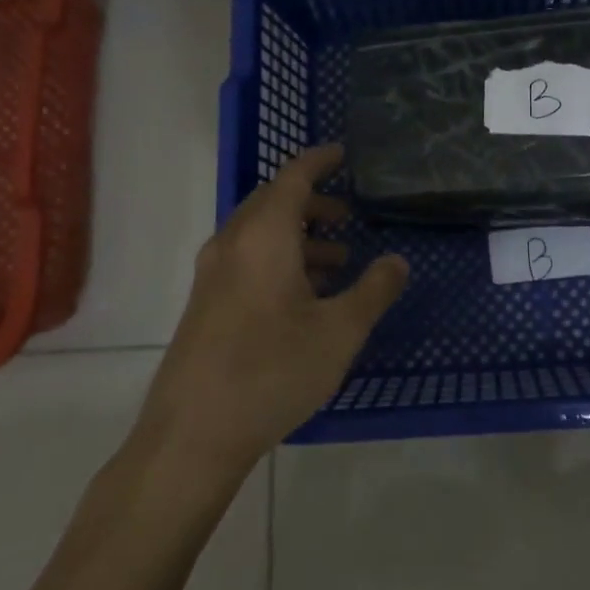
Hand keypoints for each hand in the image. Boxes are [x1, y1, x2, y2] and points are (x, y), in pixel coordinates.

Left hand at [130, 145, 408, 476]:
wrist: (192, 435)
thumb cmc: (272, 372)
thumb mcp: (339, 332)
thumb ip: (374, 290)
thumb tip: (397, 261)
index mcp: (263, 237)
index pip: (293, 177)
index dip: (320, 161)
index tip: (344, 154)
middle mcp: (232, 244)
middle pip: (273, 202)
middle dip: (313, 202)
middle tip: (349, 216)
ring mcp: (212, 274)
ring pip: (260, 234)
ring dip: (299, 236)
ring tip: (338, 261)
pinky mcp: (205, 303)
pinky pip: (247, 259)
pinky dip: (280, 259)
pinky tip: (306, 296)